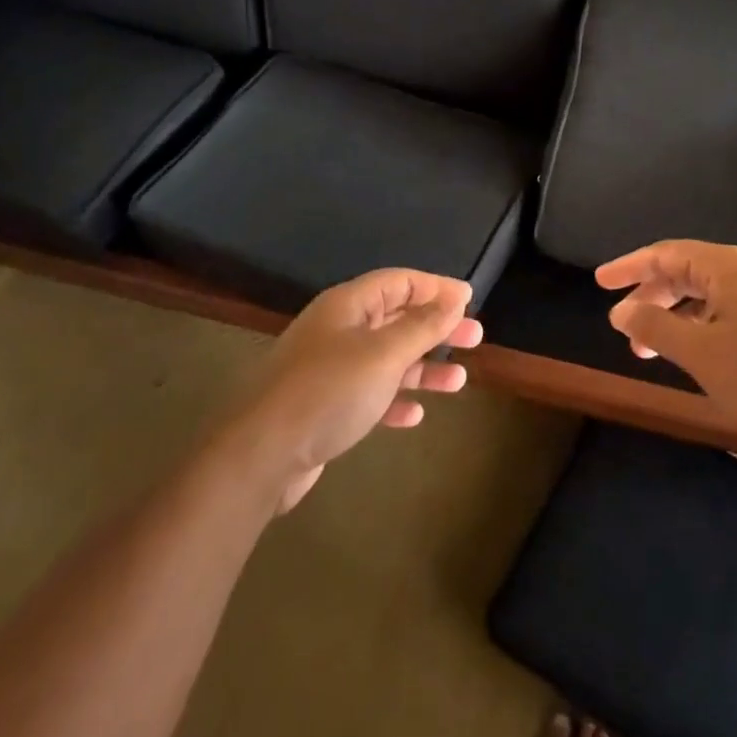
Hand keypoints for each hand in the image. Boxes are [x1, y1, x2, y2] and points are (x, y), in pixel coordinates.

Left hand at [232, 269, 482, 510]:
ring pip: (387, 359)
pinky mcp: (325, 407)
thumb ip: (422, 325)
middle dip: (436, 328)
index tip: (470, 299)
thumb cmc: (328, 392)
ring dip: (422, 367)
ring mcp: (330, 369)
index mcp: (348, 306)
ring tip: (457, 380)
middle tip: (475, 339)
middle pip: (396, 319)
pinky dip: (394, 400)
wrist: (261, 454)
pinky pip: (369, 394)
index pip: (399, 281)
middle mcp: (339, 330)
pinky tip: (414, 415)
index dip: (436, 287)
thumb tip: (454, 296)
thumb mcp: (384, 354)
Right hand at [597, 240, 736, 449]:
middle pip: (686, 272)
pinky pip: (727, 313)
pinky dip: (700, 329)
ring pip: (707, 296)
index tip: (599, 282)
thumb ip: (655, 329)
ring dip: (674, 318)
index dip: (629, 267)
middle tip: (623, 325)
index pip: (666, 254)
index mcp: (727, 267)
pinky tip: (694, 355)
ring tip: (650, 350)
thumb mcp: (701, 353)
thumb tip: (620, 312)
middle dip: (650, 297)